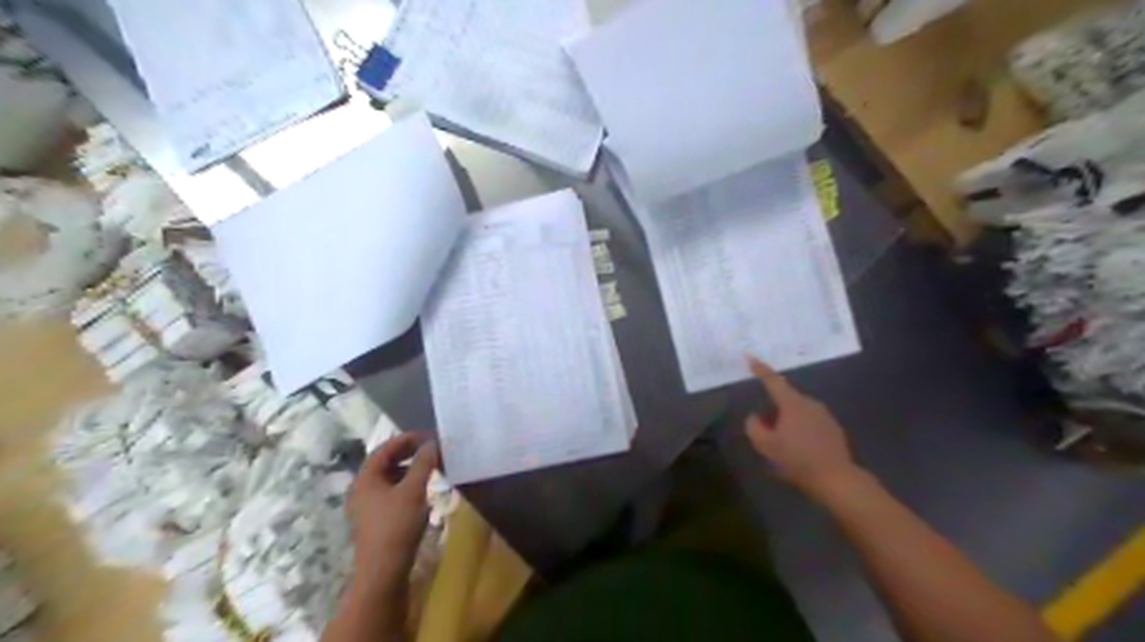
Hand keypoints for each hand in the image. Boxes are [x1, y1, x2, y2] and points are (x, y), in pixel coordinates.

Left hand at [344, 432, 439, 591]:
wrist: (383, 571)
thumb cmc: (396, 526)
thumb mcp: (414, 490)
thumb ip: (424, 463)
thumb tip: (434, 442)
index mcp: (365, 479)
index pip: (385, 448)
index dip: (407, 439)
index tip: (430, 436)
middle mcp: (361, 489)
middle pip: (385, 462)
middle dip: (409, 453)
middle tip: (431, 449)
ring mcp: (366, 506)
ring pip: (389, 478)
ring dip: (409, 469)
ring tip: (430, 468)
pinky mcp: (375, 520)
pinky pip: (391, 492)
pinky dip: (406, 484)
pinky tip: (421, 490)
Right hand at [750, 357, 863, 502]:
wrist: (836, 479)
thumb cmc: (797, 460)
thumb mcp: (766, 445)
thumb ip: (754, 427)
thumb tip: (755, 417)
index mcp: (792, 403)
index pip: (773, 380)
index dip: (760, 369)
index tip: (750, 357)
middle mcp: (810, 403)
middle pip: (785, 398)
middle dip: (773, 409)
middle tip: (764, 428)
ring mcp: (824, 415)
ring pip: (798, 411)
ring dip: (787, 421)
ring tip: (782, 443)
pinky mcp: (833, 428)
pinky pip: (810, 422)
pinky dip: (800, 429)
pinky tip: (799, 449)